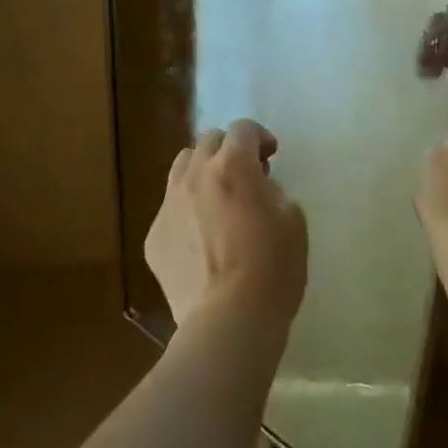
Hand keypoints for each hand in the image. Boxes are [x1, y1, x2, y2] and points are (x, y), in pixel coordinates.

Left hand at [146, 119, 308, 334]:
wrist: (229, 319)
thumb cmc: (273, 268)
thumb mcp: (294, 221)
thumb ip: (274, 192)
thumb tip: (258, 188)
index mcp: (233, 166)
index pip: (243, 129)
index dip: (259, 137)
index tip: (270, 157)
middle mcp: (195, 176)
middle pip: (207, 141)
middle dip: (228, 150)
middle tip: (245, 175)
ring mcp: (169, 206)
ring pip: (181, 168)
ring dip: (202, 172)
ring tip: (217, 199)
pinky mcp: (154, 237)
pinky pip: (170, 209)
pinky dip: (187, 211)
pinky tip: (201, 239)